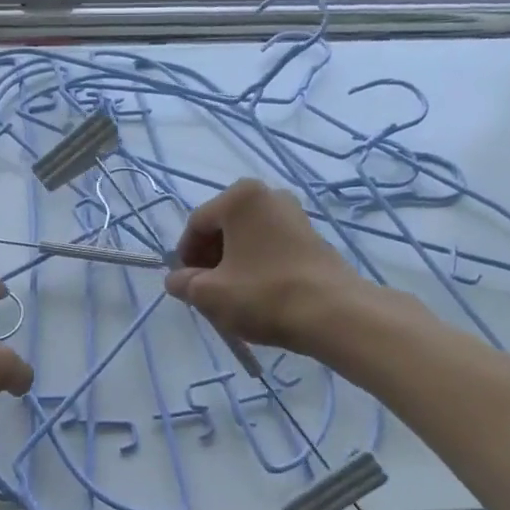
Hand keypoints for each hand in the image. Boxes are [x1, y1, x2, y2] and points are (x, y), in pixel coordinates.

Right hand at [164, 180, 360, 353]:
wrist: (333, 313)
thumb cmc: (264, 295)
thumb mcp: (209, 294)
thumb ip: (184, 283)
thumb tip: (176, 280)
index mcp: (240, 198)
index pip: (197, 224)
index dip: (184, 256)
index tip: (184, 285)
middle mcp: (269, 195)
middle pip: (224, 227)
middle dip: (209, 258)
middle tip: (205, 291)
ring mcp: (295, 214)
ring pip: (248, 238)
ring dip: (233, 263)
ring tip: (231, 296)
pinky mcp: (312, 236)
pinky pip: (270, 246)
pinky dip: (257, 265)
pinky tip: (258, 293)